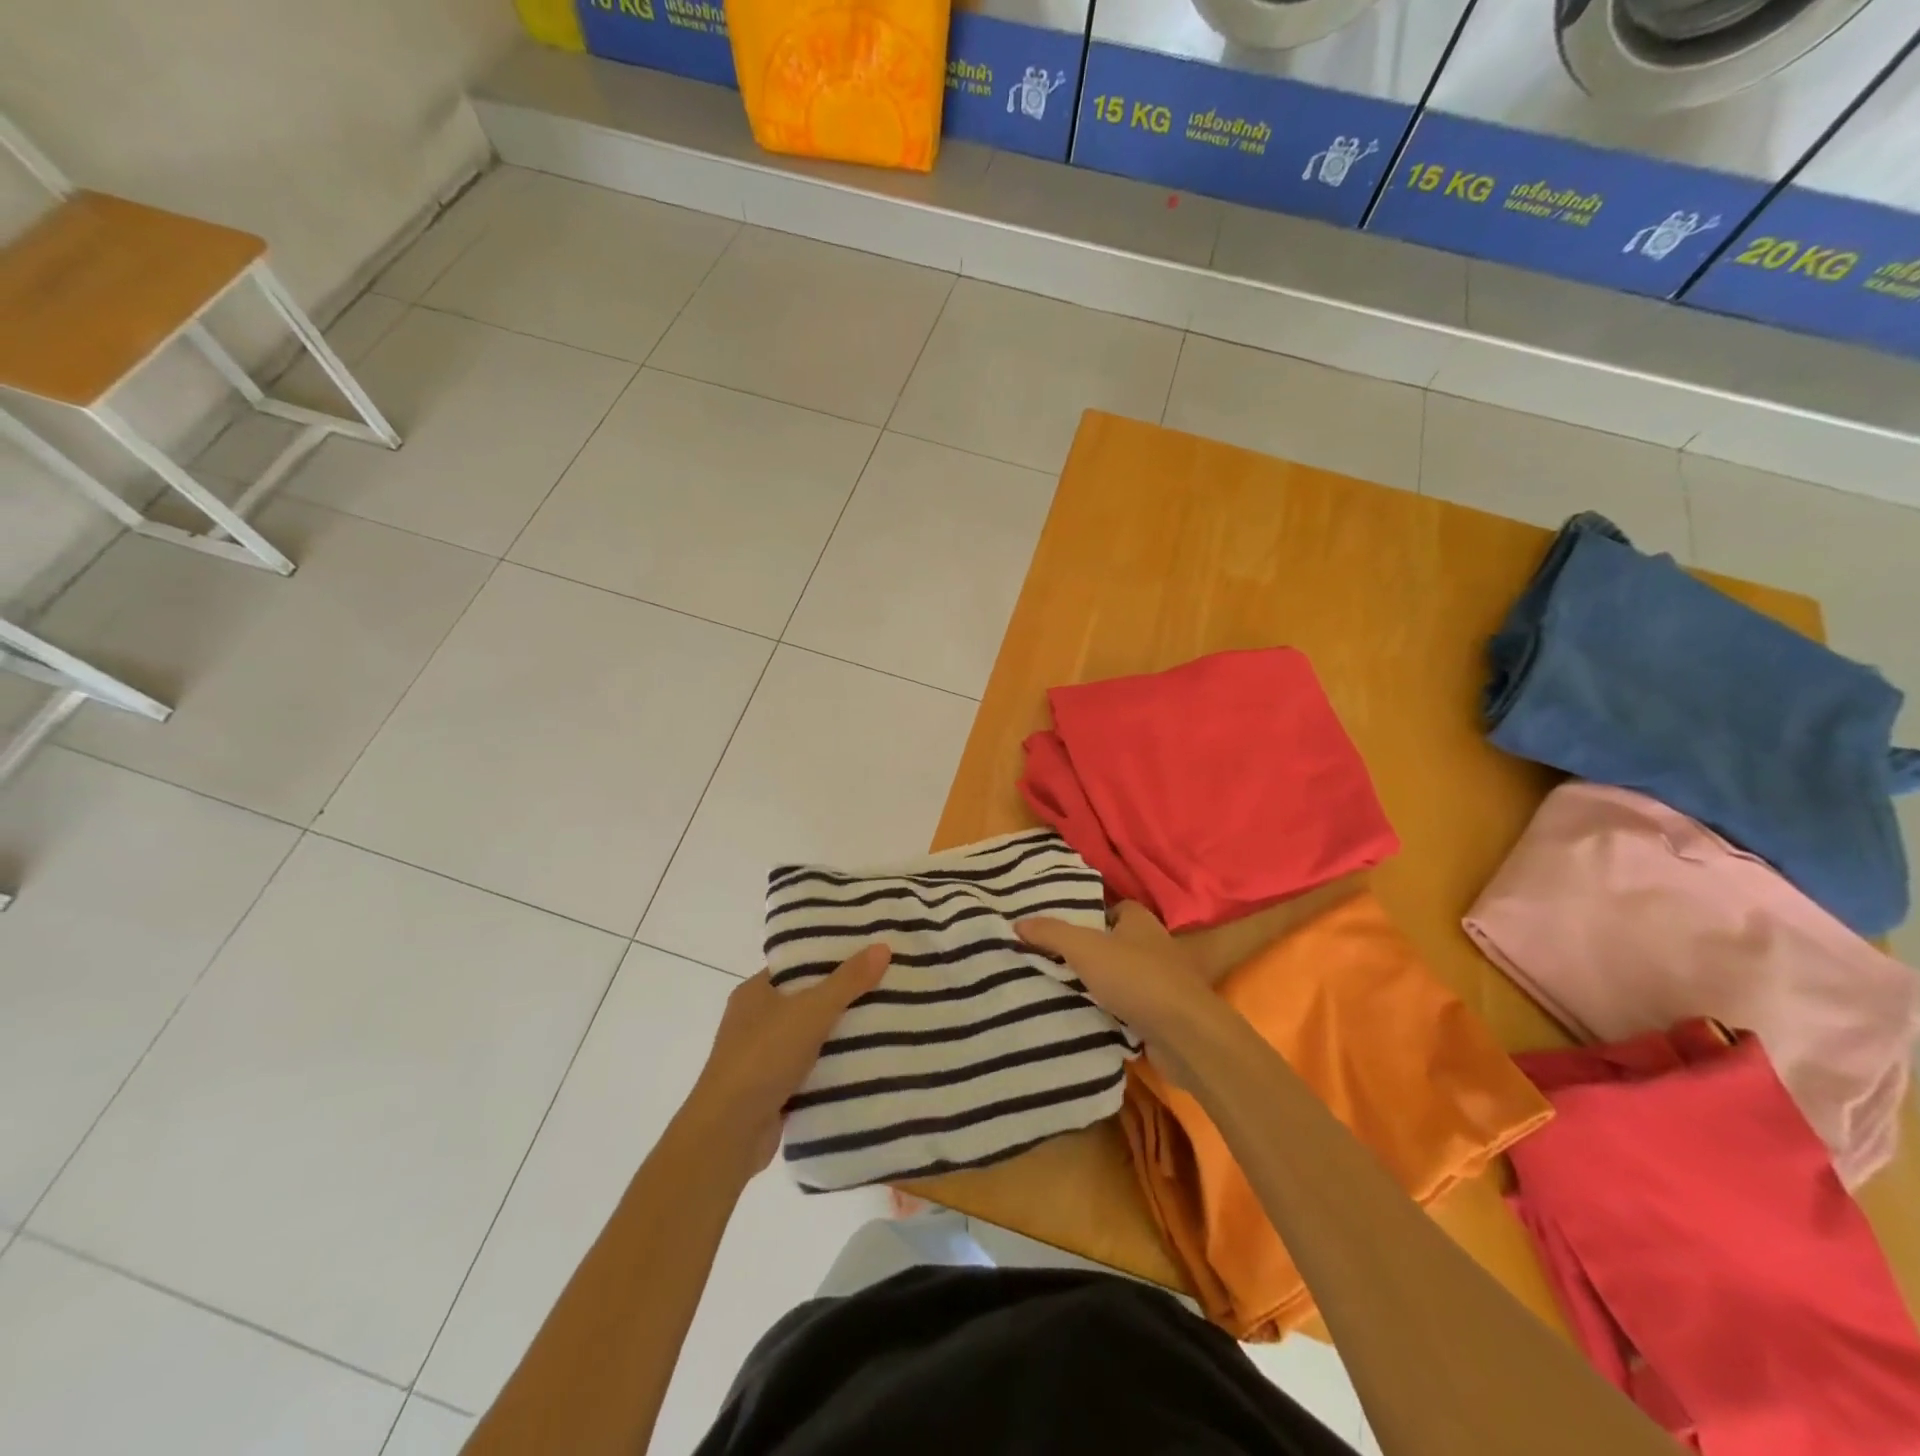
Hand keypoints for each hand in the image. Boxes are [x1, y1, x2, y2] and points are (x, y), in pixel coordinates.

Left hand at [683, 946, 890, 1171]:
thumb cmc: (763, 1057)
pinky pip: (811, 1069)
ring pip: (811, 1037)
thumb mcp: (811, 1010)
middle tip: (887, 986)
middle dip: (844, 996)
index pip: (798, 965)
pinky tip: (868, 1062)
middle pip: (808, 1000)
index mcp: (754, 992)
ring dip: (841, 1035)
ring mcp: (763, 1057)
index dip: (831, 957)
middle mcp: (755, 1021)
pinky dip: (833, 1067)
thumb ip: (847, 981)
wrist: (728, 1133)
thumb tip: (882, 946)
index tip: (869, 953)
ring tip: (888, 1020)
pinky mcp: (773, 1090)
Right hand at [1017, 903, 1228, 1089]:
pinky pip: (1127, 1006)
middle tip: (1049, 961)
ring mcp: (1161, 981)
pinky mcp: (1162, 1013)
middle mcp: (1153, 945)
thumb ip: (1051, 933)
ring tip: (1058, 990)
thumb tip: (1018, 922)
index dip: (1085, 917)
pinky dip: (1109, 1011)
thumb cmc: (1136, 978)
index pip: (1110, 909)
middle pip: (1112, 943)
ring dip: (1096, 985)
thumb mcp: (1084, 949)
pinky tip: (1084, 1019)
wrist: (1185, 1035)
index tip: (1056, 932)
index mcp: (1139, 920)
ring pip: (1119, 977)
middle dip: (1086, 953)